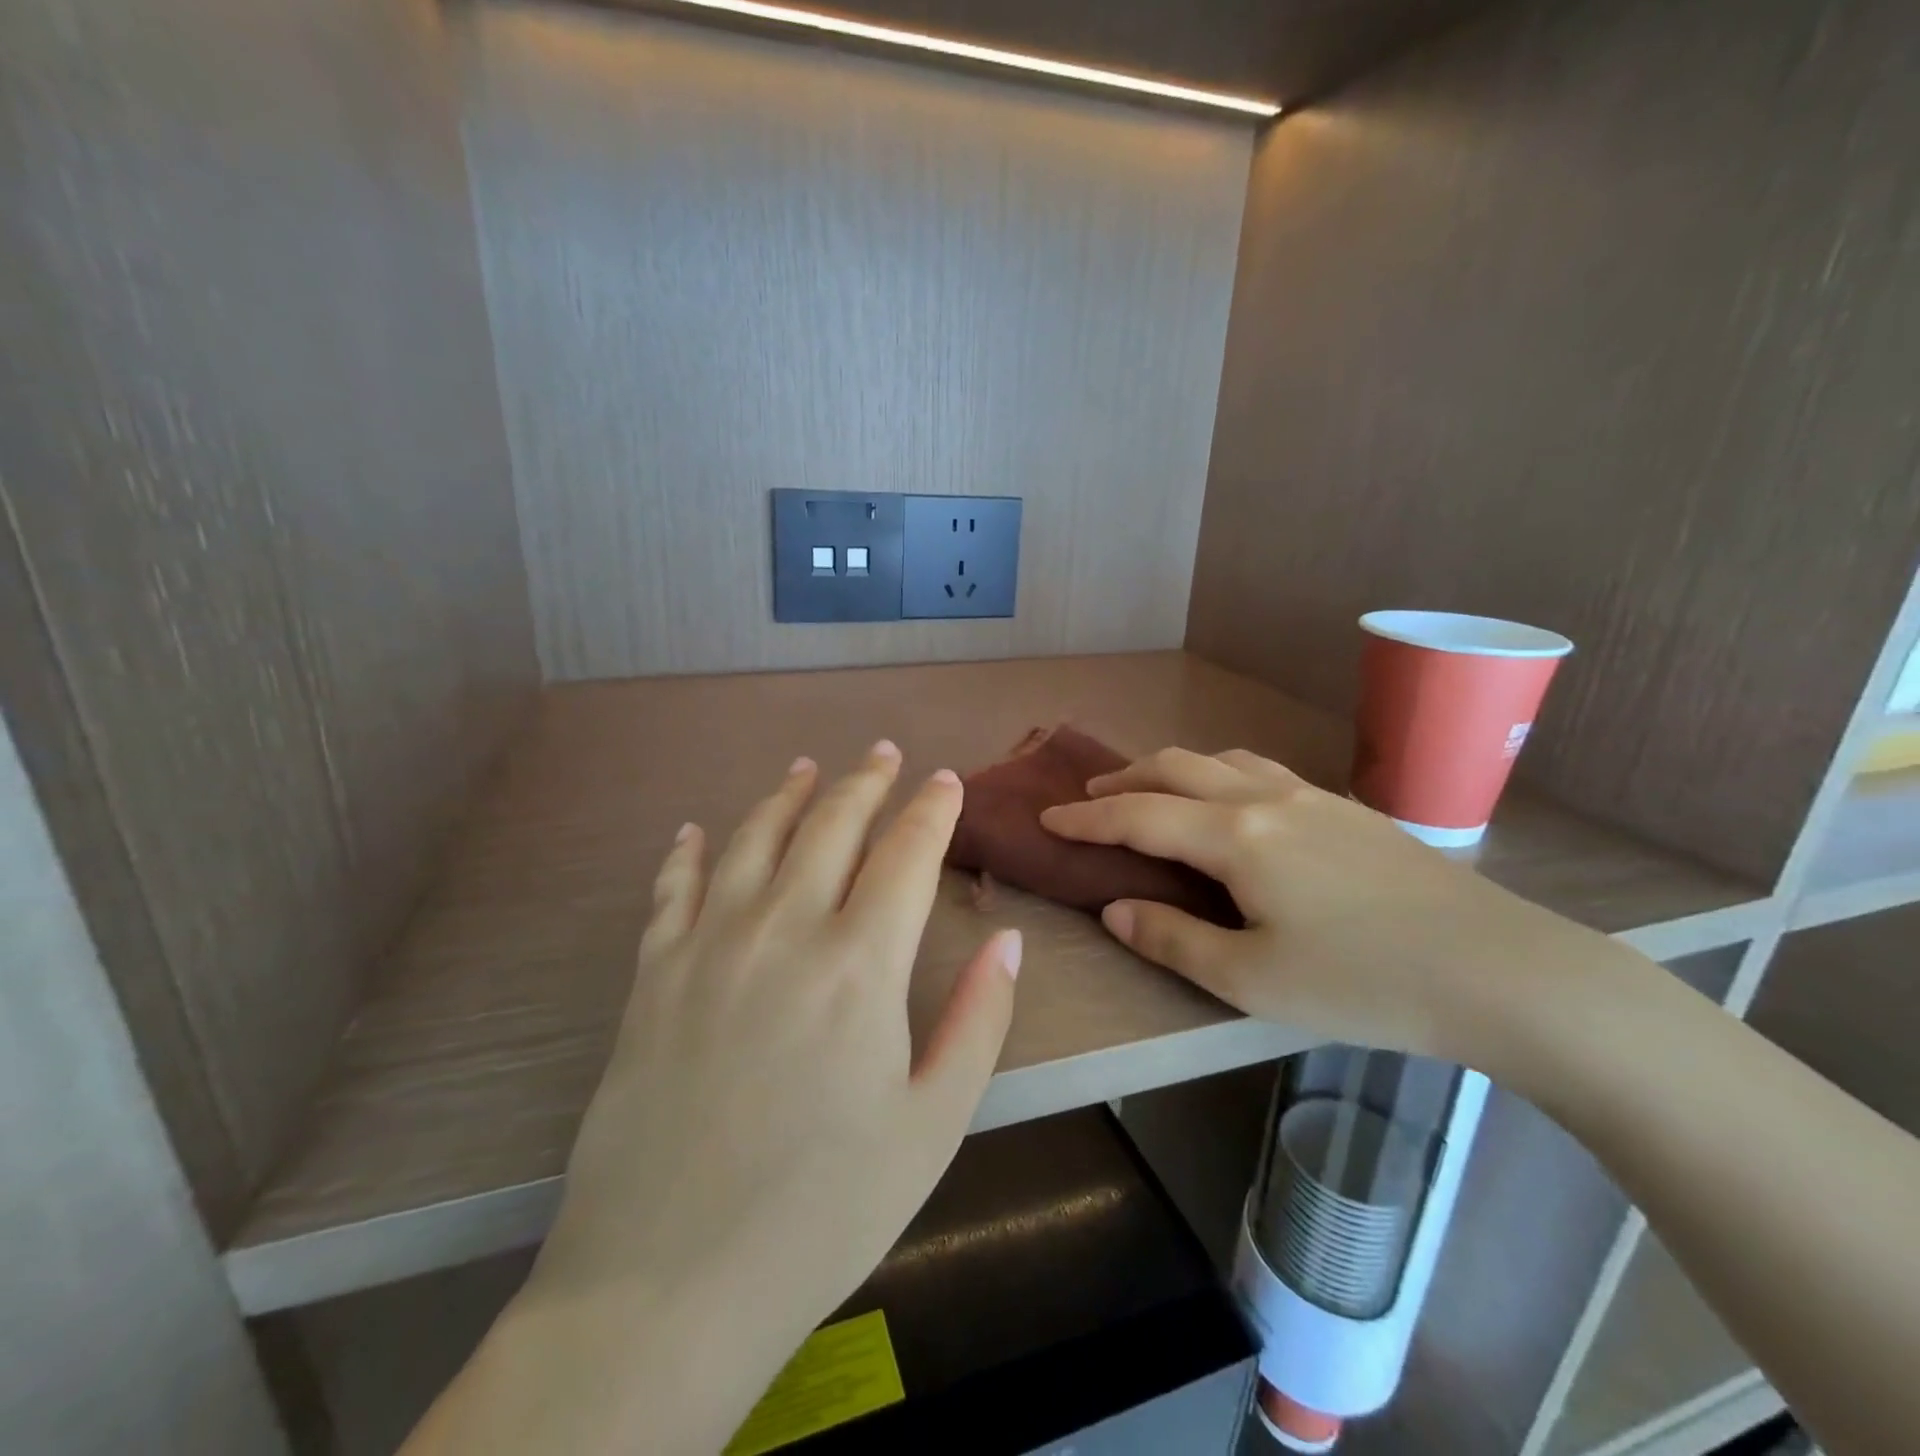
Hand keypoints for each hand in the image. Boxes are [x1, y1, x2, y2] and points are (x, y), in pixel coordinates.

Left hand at [416, 743, 1018, 1455]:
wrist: (666, 1283)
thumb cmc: (822, 1209)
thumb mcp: (932, 1124)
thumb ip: (978, 1020)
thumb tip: (1008, 940)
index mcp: (860, 964)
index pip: (907, 854)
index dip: (931, 810)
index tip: (945, 781)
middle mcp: (785, 930)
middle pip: (832, 826)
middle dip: (865, 782)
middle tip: (882, 753)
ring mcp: (709, 945)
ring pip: (754, 839)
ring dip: (786, 796)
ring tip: (805, 767)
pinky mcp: (652, 976)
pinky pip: (671, 889)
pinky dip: (687, 851)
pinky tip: (694, 831)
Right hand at [1040, 747, 1603, 1063]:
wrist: (1501, 971)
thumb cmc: (1364, 983)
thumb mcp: (1250, 980)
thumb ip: (1172, 940)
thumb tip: (1116, 909)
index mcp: (1236, 837)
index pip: (1139, 816)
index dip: (1086, 818)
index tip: (1047, 817)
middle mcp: (1266, 800)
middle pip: (1175, 768)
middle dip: (1123, 781)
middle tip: (1089, 800)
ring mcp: (1312, 796)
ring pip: (1221, 759)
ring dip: (1172, 769)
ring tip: (1151, 791)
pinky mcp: (1347, 808)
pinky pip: (1261, 770)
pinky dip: (1218, 773)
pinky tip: (1230, 800)